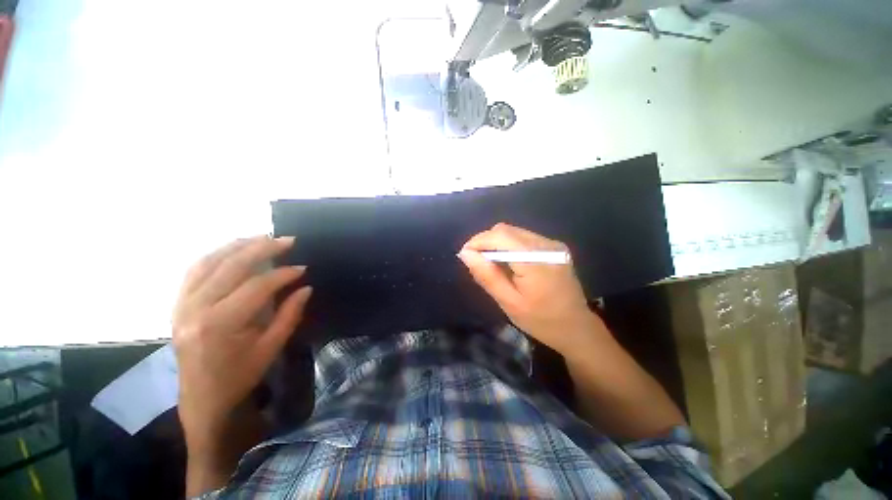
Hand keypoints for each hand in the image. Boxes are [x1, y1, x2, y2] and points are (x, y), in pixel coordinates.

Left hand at [172, 236, 311, 447]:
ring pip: (208, 262)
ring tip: (262, 237)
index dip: (283, 274)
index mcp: (221, 324)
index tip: (303, 268)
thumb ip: (290, 314)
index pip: (257, 286)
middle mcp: (196, 309)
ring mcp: (182, 305)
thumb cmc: (240, 376)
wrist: (201, 398)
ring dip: (238, 246)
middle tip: (287, 240)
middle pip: (231, 266)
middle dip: (262, 249)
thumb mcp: (271, 348)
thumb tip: (305, 287)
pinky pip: (195, 271)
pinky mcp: (177, 305)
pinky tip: (233, 250)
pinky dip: (216, 255)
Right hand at [458, 223, 601, 353]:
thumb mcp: (509, 302)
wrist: (576, 328)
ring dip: (496, 243)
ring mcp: (552, 245)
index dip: (478, 241)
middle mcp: (546, 245)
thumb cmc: (541, 321)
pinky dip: (509, 245)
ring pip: (514, 232)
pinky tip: (507, 262)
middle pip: (506, 230)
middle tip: (476, 261)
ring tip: (489, 263)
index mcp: (536, 261)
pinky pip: (524, 238)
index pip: (500, 236)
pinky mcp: (554, 247)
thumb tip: (465, 254)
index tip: (465, 255)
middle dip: (485, 241)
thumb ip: (487, 276)